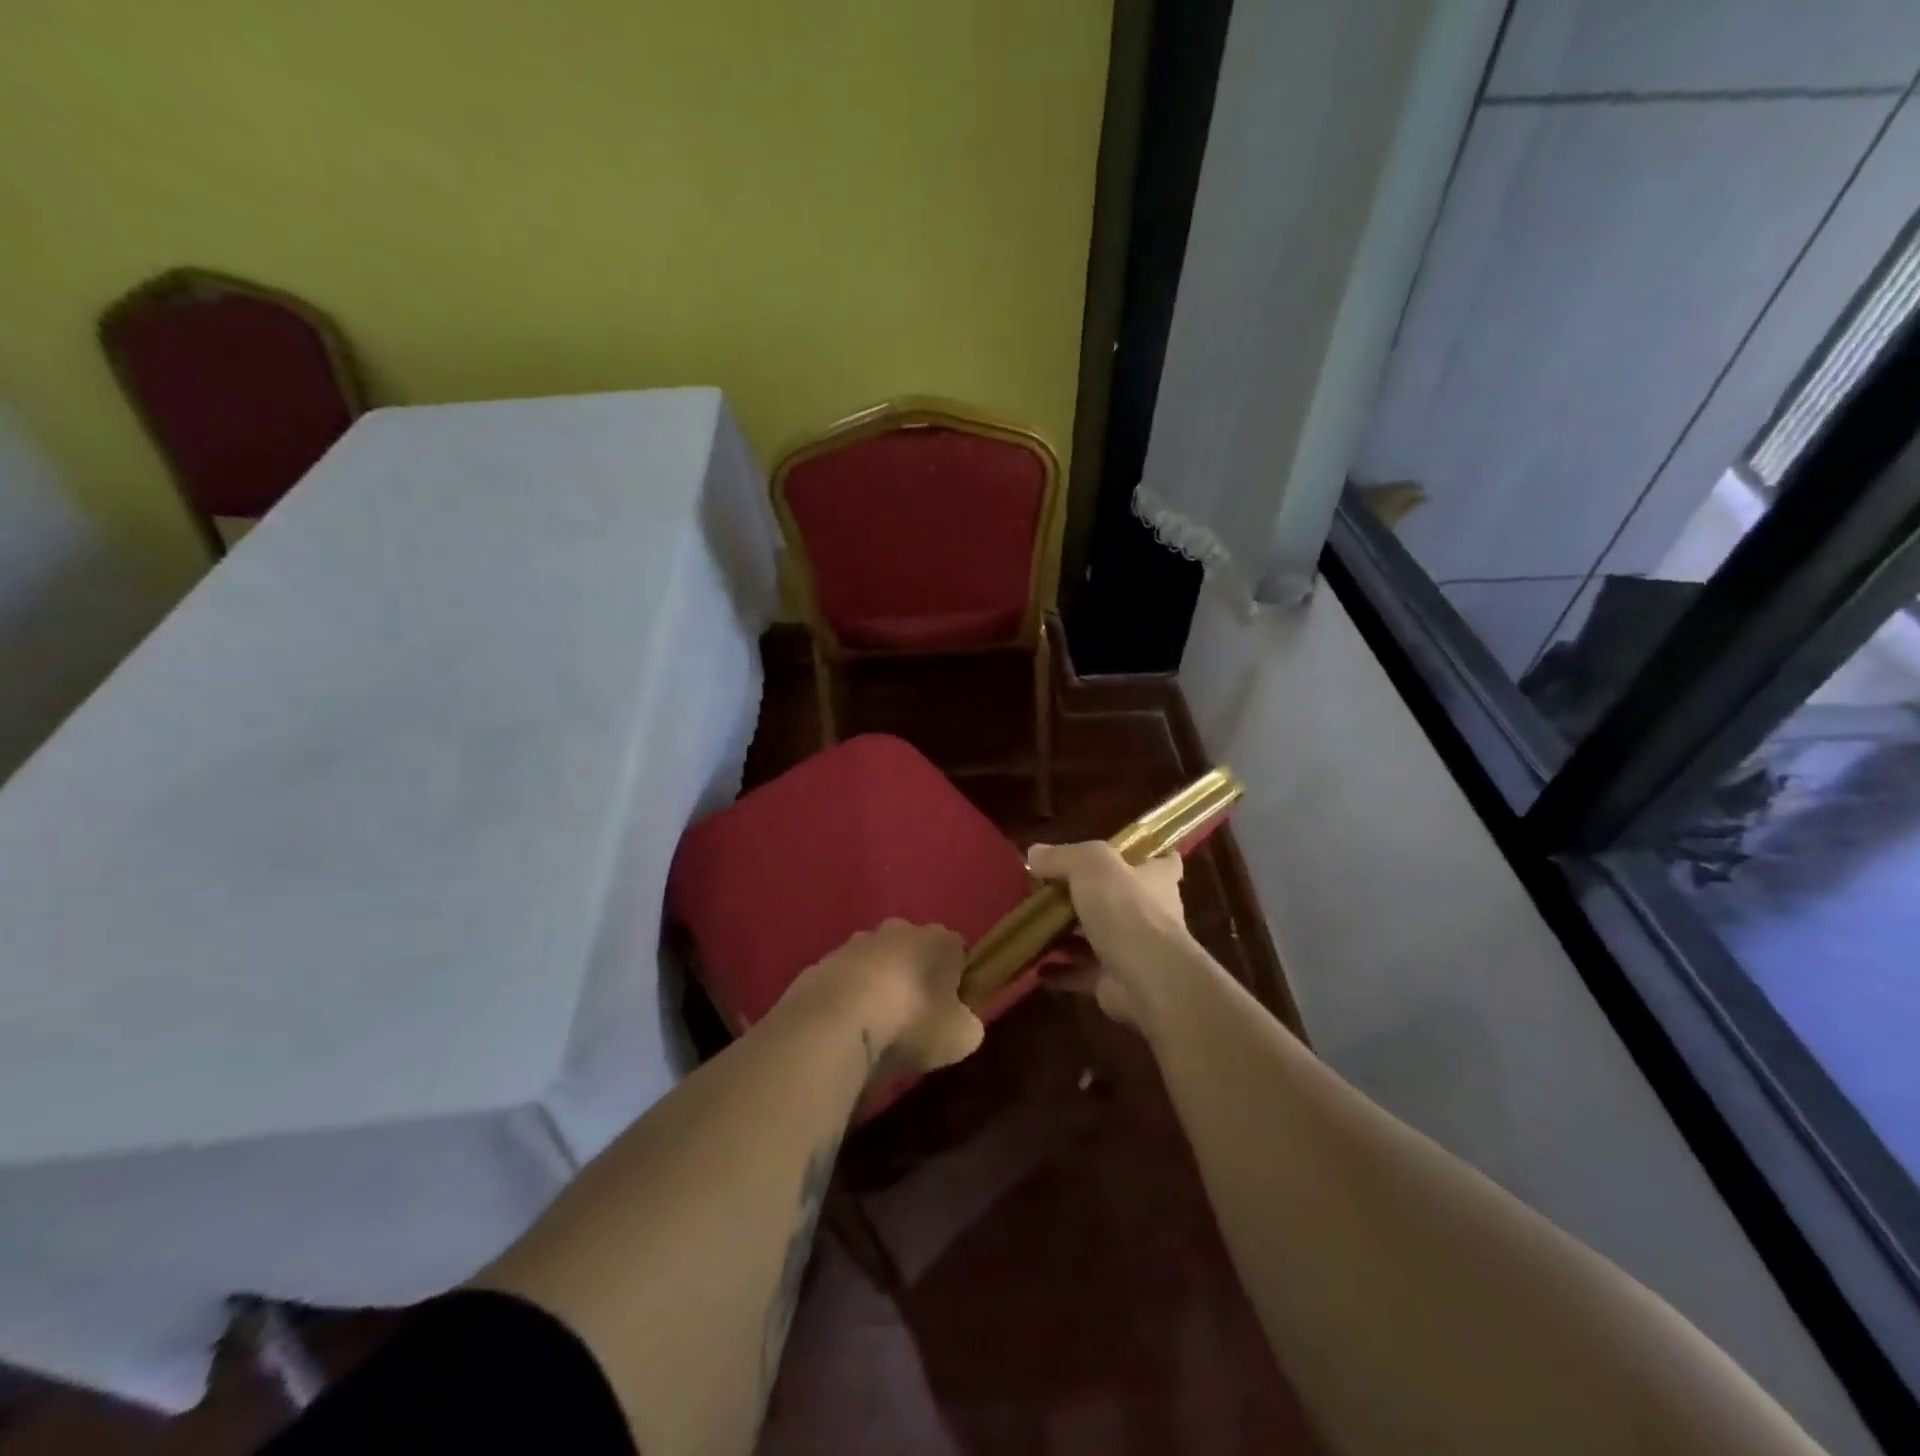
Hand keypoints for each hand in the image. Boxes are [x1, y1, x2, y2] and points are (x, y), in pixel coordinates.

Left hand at [788, 919, 983, 1074]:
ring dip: (878, 986)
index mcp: (937, 939)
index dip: (956, 979)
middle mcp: (897, 929)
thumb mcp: (960, 1037)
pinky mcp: (822, 962)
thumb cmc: (910, 1022)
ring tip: (875, 1028)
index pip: (956, 950)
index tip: (949, 1009)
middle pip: (914, 950)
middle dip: (914, 977)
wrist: (834, 1023)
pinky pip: (844, 981)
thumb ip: (968, 1025)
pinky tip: (847, 1029)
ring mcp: (855, 943)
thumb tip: (961, 1023)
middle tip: (913, 1018)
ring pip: (876, 962)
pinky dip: (847, 999)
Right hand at [1026, 842, 1190, 1026]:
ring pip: (1097, 937)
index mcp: (1155, 878)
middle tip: (1051, 892)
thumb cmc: (1126, 908)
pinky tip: (1037, 967)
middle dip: (1089, 897)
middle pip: (1120, 898)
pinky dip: (1061, 970)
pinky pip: (1082, 972)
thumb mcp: (1090, 864)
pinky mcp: (1116, 980)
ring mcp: (1133, 949)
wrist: (1147, 978)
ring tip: (1036, 928)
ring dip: (1068, 936)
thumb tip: (1034, 853)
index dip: (1143, 856)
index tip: (1117, 855)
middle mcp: (1149, 912)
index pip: (1161, 861)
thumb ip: (1062, 856)